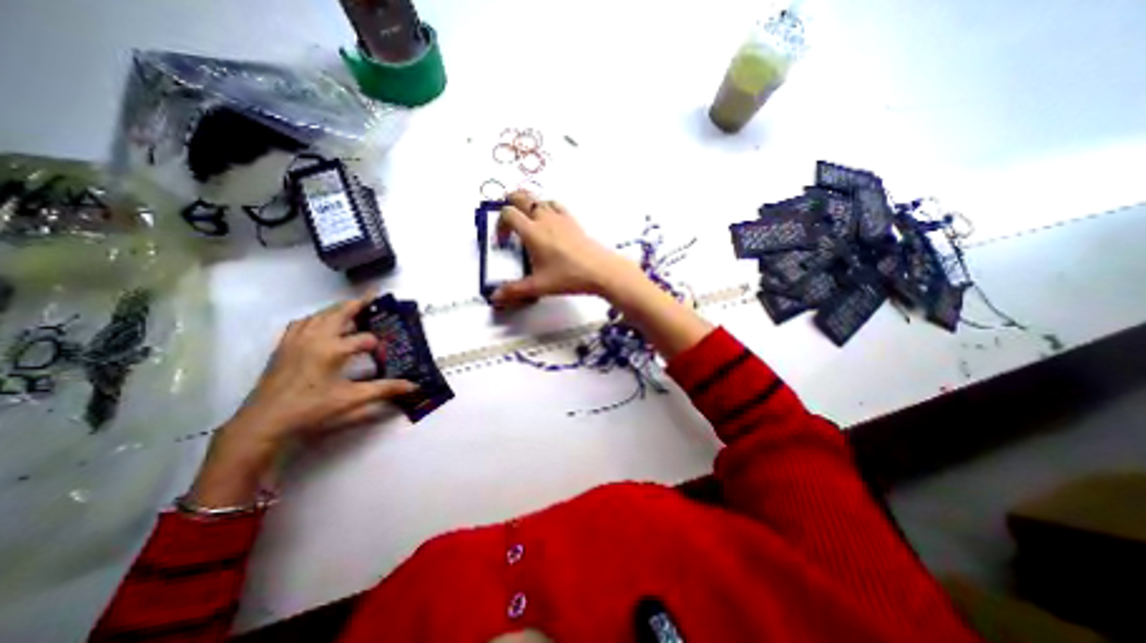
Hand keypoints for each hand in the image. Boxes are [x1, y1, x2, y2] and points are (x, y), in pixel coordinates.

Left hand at [228, 295, 414, 441]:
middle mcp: (315, 338)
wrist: (264, 422)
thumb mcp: (352, 399)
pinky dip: (315, 318)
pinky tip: (320, 324)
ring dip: (337, 309)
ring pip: (319, 315)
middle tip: (374, 295)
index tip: (385, 355)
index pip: (365, 338)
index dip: (379, 346)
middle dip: (358, 303)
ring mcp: (296, 340)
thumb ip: (385, 389)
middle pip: (339, 312)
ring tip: (351, 308)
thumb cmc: (311, 409)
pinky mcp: (284, 346)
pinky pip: (302, 323)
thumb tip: (413, 386)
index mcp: (332, 349)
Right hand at [488, 188, 640, 303]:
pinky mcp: (573, 221)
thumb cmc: (568, 276)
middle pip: (521, 196)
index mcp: (532, 232)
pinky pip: (556, 205)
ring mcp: (560, 217)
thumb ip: (515, 290)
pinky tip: (549, 222)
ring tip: (527, 220)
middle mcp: (544, 219)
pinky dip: (547, 207)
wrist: (600, 270)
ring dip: (528, 204)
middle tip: (509, 220)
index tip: (504, 242)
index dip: (500, 224)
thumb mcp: (539, 286)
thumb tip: (495, 297)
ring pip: (539, 199)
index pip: (508, 214)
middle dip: (510, 203)